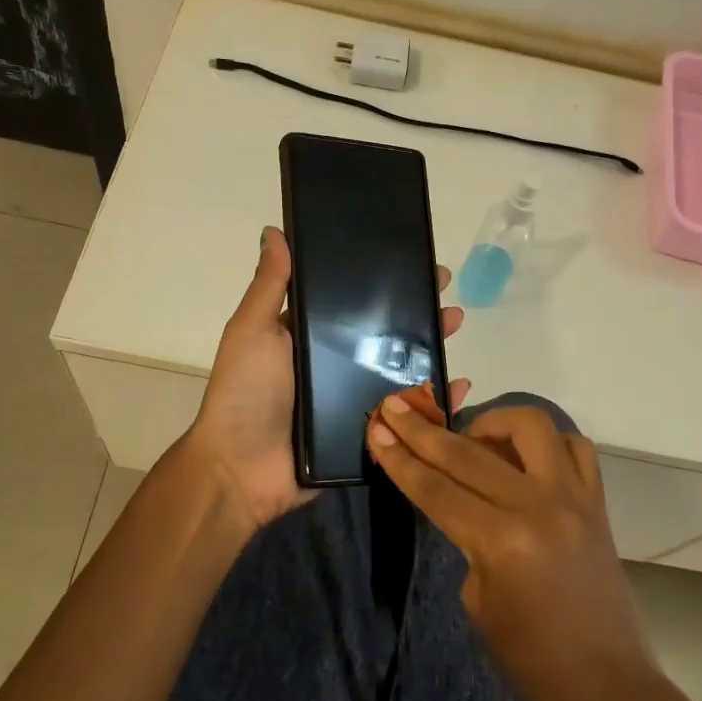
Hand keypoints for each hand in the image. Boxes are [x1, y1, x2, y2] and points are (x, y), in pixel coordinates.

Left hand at [184, 227, 468, 538]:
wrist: (241, 470)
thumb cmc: (245, 394)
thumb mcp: (252, 331)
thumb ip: (269, 286)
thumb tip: (275, 231)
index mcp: (311, 338)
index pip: (354, 303)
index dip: (384, 284)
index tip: (415, 263)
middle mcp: (336, 366)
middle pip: (386, 335)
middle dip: (418, 313)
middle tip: (445, 296)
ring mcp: (355, 401)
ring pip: (402, 371)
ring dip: (431, 349)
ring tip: (454, 328)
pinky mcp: (368, 434)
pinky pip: (407, 415)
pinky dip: (435, 401)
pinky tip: (460, 385)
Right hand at [365, 391, 655, 700]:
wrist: (605, 684)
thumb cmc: (530, 658)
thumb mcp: (477, 601)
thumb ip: (467, 539)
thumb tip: (465, 500)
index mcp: (500, 541)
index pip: (436, 488)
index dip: (400, 458)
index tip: (376, 427)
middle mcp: (538, 506)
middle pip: (467, 452)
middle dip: (423, 430)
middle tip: (396, 407)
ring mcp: (574, 498)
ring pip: (532, 426)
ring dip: (492, 420)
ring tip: (471, 434)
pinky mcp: (598, 502)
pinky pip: (575, 448)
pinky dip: (546, 441)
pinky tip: (525, 455)